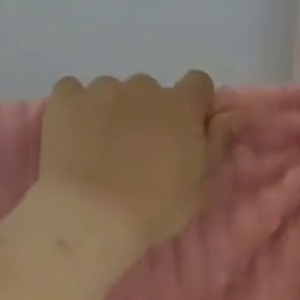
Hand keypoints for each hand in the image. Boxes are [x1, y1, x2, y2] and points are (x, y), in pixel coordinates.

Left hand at [32, 71, 228, 258]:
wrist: (89, 216)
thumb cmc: (153, 209)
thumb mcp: (198, 187)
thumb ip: (217, 144)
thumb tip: (234, 113)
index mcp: (181, 106)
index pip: (198, 83)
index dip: (192, 105)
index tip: (184, 131)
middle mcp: (143, 87)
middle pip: (151, 90)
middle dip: (148, 113)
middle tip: (137, 151)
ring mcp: (101, 89)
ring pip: (112, 92)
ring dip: (112, 110)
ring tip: (99, 149)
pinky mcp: (64, 99)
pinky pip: (72, 91)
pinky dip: (75, 108)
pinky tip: (72, 136)